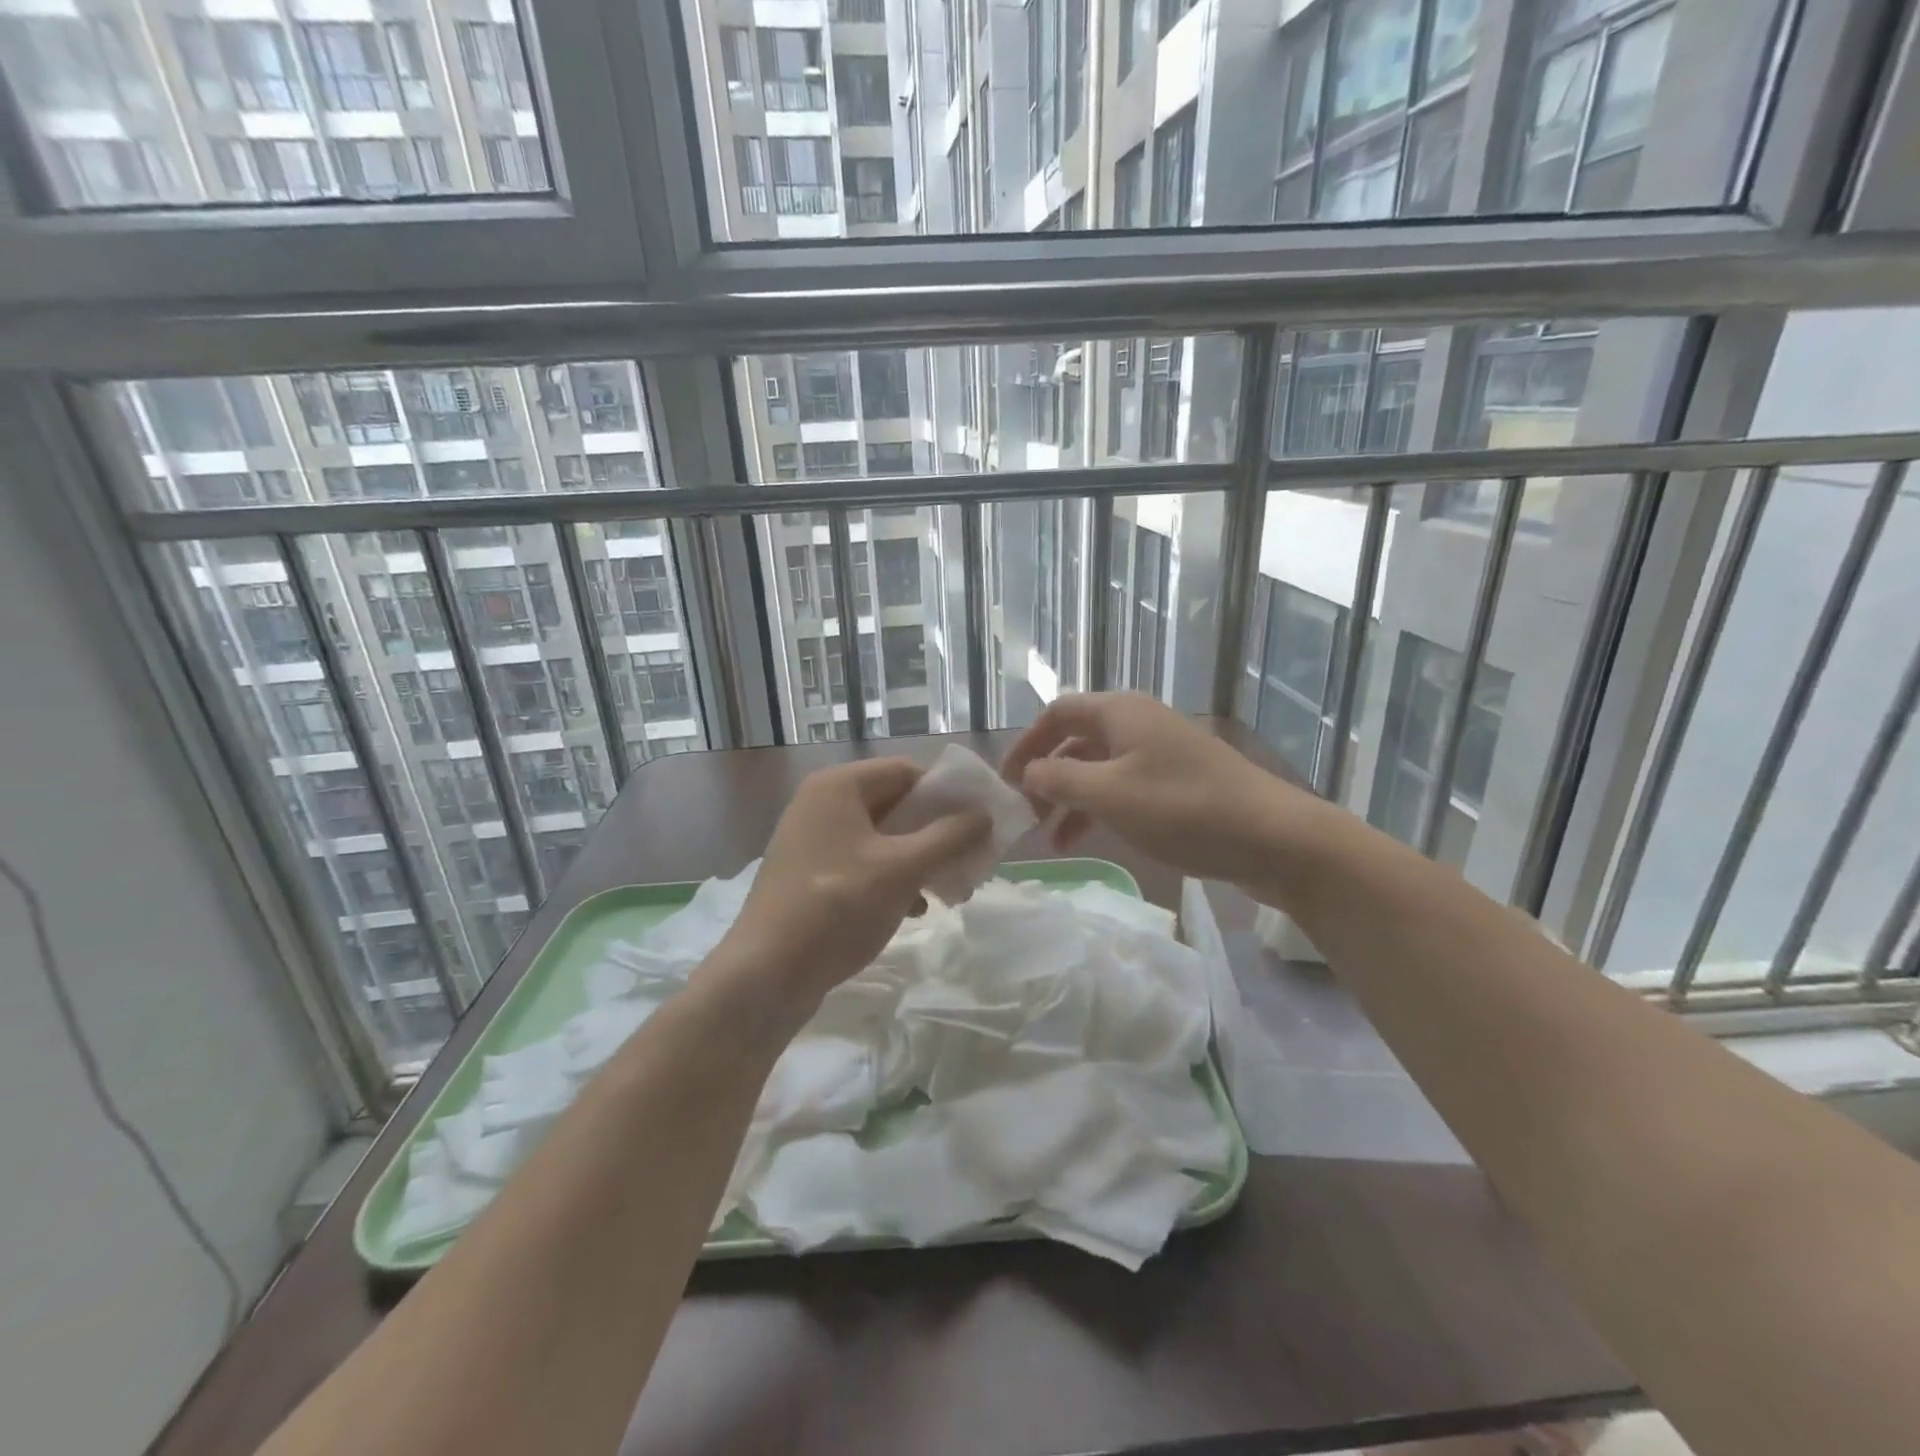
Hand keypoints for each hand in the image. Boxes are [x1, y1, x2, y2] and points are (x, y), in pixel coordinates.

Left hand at [716, 758, 989, 1017]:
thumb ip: (949, 837)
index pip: (907, 771)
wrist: (766, 974)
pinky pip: (862, 863)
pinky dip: (891, 879)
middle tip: (969, 861)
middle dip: (936, 833)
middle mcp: (821, 804)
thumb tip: (985, 814)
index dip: (946, 794)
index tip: (977, 826)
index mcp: (839, 787)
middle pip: (895, 804)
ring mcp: (812, 841)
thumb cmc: (837, 907)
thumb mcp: (902, 869)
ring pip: (881, 838)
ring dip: (918, 859)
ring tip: (948, 891)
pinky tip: (913, 909)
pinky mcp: (809, 875)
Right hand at [1001, 693, 1321, 887]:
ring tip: (1049, 839)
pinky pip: (1123, 788)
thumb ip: (1060, 781)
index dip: (1026, 743)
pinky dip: (1098, 809)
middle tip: (1024, 815)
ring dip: (1069, 799)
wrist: (1273, 837)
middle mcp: (1137, 723)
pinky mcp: (1176, 783)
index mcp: (1120, 712)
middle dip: (1046, 776)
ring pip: (1098, 768)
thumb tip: (1027, 773)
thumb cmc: (1184, 809)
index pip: (1057, 713)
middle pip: (1076, 741)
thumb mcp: (1110, 795)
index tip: (1004, 781)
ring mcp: (1159, 753)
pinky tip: (1085, 841)